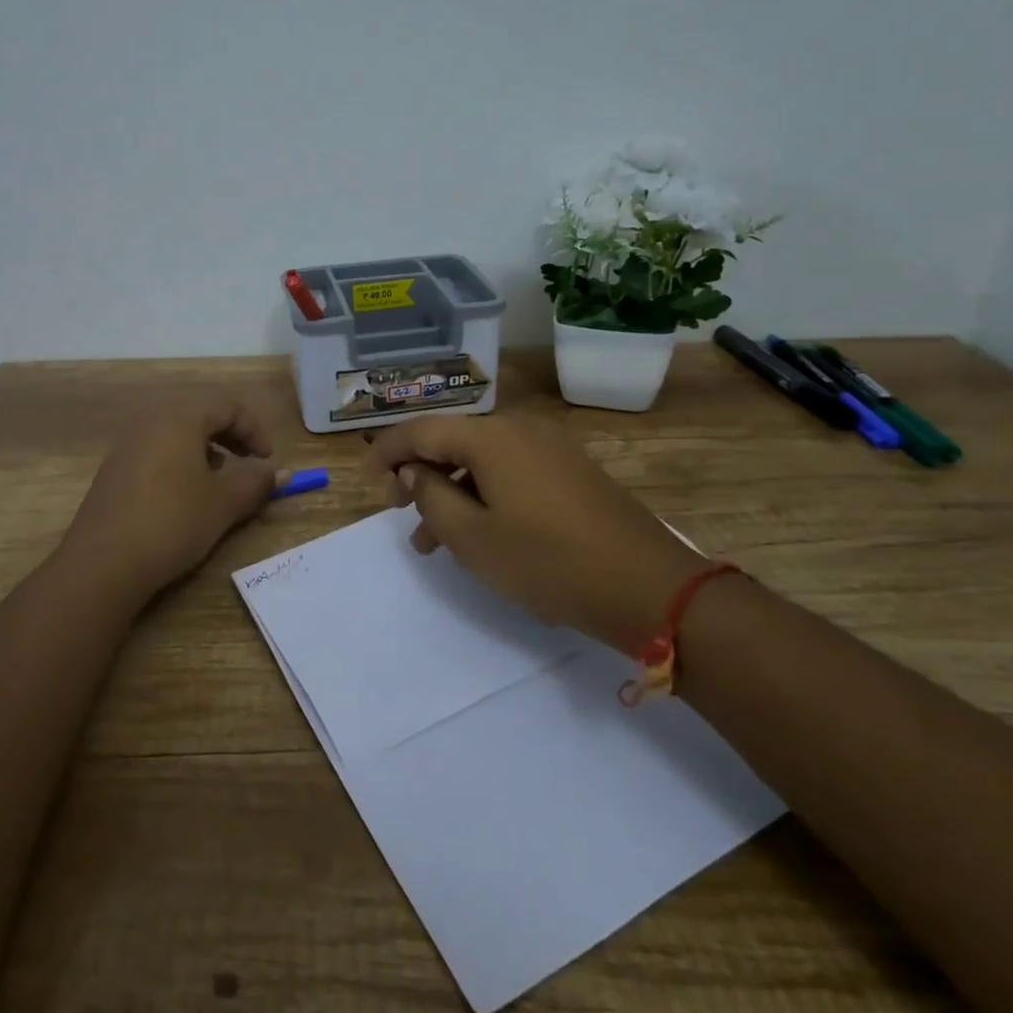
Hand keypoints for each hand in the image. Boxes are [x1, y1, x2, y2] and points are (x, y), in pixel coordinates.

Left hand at [56, 396, 277, 604]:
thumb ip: (256, 483)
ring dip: (205, 449)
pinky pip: (156, 451)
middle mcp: (150, 421)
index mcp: (179, 417)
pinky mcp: (114, 469)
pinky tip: (185, 496)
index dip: (254, 430)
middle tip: (248, 463)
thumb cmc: (173, 522)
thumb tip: (280, 473)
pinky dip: (180, 462)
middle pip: (200, 414)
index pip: (227, 406)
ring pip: (176, 433)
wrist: (103, 564)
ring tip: (218, 480)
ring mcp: (127, 444)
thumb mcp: (223, 503)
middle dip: (230, 436)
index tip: (267, 460)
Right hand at [365, 414, 706, 650]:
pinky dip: (484, 494)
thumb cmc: (548, 561)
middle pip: (452, 441)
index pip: (422, 430)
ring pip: (481, 461)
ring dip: (452, 492)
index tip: (365, 477)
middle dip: (421, 476)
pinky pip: (511, 471)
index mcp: (490, 436)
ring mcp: (549, 447)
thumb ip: (430, 497)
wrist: (647, 585)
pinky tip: (479, 532)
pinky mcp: (570, 469)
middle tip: (399, 513)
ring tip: (433, 542)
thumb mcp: (472, 537)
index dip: (388, 451)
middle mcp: (518, 428)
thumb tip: (414, 471)